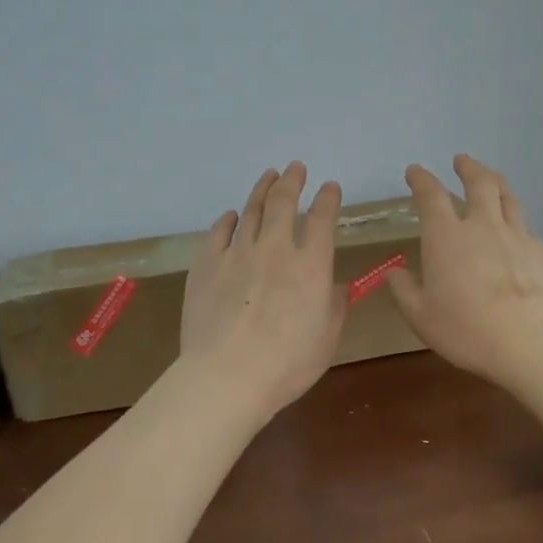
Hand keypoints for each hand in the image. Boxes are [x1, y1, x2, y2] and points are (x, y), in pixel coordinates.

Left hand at [179, 161, 347, 423]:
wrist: (227, 375)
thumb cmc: (287, 363)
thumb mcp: (327, 338)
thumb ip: (336, 306)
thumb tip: (336, 286)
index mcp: (311, 265)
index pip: (323, 219)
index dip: (328, 198)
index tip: (330, 187)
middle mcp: (275, 249)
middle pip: (284, 203)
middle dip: (292, 180)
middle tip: (296, 167)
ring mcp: (237, 253)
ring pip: (251, 210)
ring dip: (262, 190)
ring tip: (269, 176)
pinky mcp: (206, 264)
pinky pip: (218, 232)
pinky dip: (228, 219)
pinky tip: (232, 215)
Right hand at [385, 155, 542, 384]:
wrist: (529, 343)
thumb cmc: (465, 329)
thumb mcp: (420, 316)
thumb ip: (404, 290)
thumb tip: (395, 273)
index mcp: (447, 237)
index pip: (431, 196)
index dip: (421, 179)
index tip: (415, 171)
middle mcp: (484, 227)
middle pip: (479, 183)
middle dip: (468, 167)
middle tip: (462, 160)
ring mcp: (519, 237)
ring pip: (509, 199)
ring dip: (497, 184)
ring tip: (493, 179)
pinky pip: (529, 231)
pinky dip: (517, 226)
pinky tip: (517, 236)